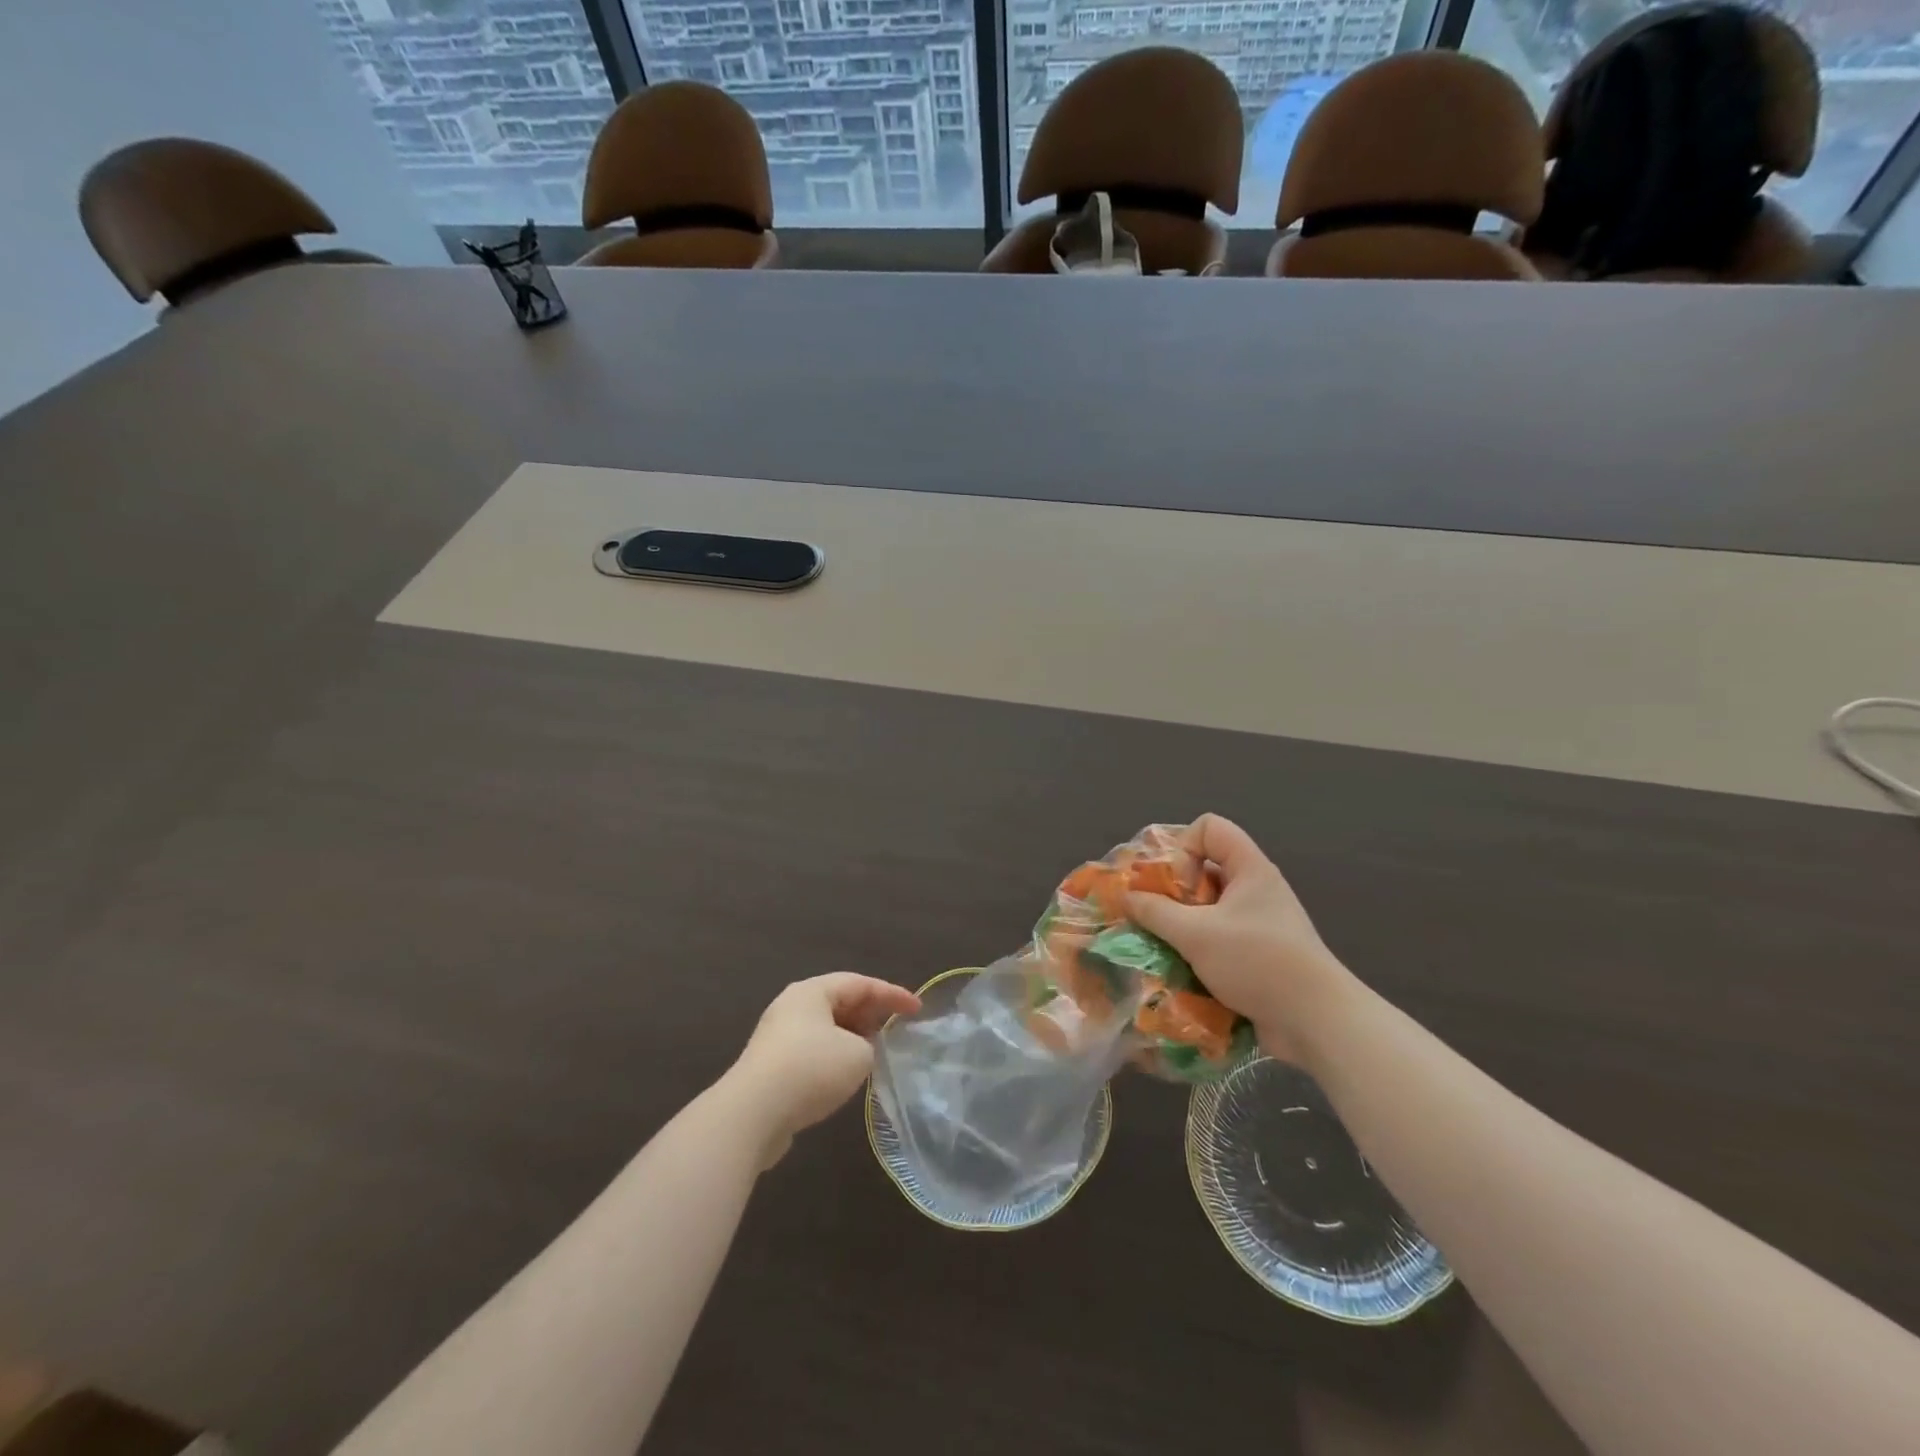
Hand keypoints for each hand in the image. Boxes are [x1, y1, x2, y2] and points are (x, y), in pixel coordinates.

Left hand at [728, 973, 920, 1164]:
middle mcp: (792, 1006)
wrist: (752, 1114)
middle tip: (895, 1028)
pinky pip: (811, 1051)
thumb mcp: (858, 1054)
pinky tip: (844, 1078)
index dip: (892, 994)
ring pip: (825, 1029)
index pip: (860, 983)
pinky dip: (833, 1057)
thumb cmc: (811, 1070)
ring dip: (851, 1038)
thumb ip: (869, 1046)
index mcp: (812, 991)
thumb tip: (858, 1050)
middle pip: (839, 1002)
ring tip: (874, 1053)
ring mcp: (777, 1036)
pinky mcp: (770, 1067)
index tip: (917, 1009)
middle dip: (870, 1014)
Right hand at [1126, 814, 1357, 1067]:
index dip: (1184, 847)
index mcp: (1249, 869)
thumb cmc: (1258, 962)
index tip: (1174, 884)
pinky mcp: (1258, 956)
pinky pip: (1218, 941)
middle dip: (1174, 893)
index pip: (1209, 828)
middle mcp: (1255, 890)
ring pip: (1207, 910)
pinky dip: (1197, 952)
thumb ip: (1155, 911)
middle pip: (1204, 870)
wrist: (1317, 1023)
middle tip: (1155, 917)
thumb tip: (1126, 896)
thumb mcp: (1196, 934)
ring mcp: (1259, 924)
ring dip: (1181, 927)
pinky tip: (1181, 974)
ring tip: (1161, 948)